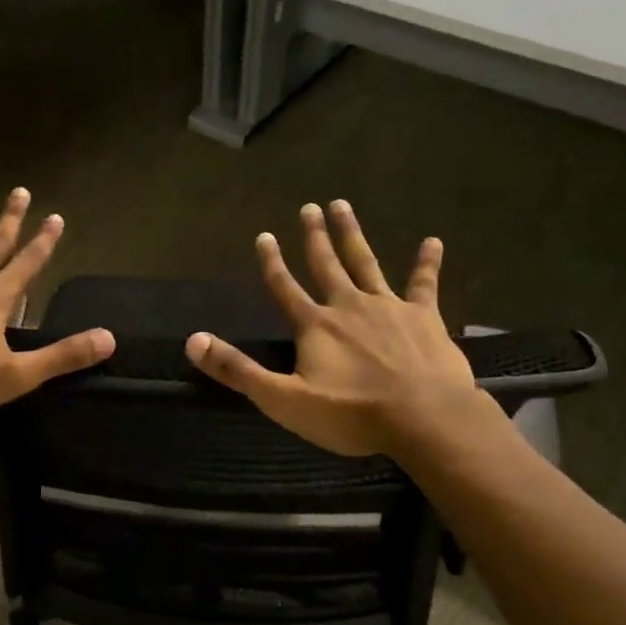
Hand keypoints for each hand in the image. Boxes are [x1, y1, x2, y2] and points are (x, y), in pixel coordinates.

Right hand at [184, 200, 491, 458]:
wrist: (423, 419)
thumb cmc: (351, 414)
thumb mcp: (284, 400)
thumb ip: (238, 369)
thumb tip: (192, 341)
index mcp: (315, 325)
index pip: (284, 287)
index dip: (272, 262)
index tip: (264, 235)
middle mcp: (348, 306)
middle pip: (326, 264)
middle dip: (315, 236)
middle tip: (309, 207)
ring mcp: (388, 307)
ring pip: (366, 262)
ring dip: (352, 234)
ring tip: (343, 205)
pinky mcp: (424, 317)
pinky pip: (424, 284)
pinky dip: (427, 263)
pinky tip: (433, 241)